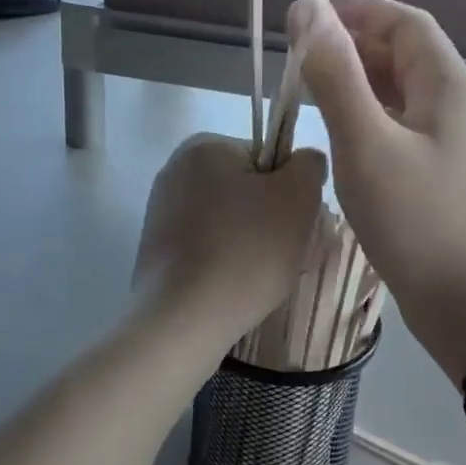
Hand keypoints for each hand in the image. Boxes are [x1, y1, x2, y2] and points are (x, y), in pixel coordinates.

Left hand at [133, 133, 326, 340]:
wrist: (185, 318)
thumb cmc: (246, 250)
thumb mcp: (297, 198)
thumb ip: (308, 165)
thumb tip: (304, 162)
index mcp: (205, 146)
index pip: (267, 157)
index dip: (290, 189)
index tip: (296, 222)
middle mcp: (176, 169)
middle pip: (247, 188)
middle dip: (272, 217)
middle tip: (286, 252)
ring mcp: (161, 210)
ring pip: (229, 219)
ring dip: (252, 240)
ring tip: (262, 274)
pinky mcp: (156, 247)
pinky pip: (207, 244)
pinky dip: (226, 259)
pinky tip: (235, 285)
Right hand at [293, 0, 465, 382]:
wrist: (462, 300)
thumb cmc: (414, 217)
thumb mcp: (366, 141)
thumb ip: (335, 73)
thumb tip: (306, 10)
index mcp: (448, 84)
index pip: (403, 21)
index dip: (356, 8)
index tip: (306, 13)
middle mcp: (452, 103)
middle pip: (401, 52)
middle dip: (350, 42)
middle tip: (296, 52)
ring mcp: (444, 139)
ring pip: (395, 90)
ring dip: (353, 78)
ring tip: (305, 84)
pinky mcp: (431, 170)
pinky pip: (394, 123)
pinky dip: (361, 113)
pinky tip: (332, 127)